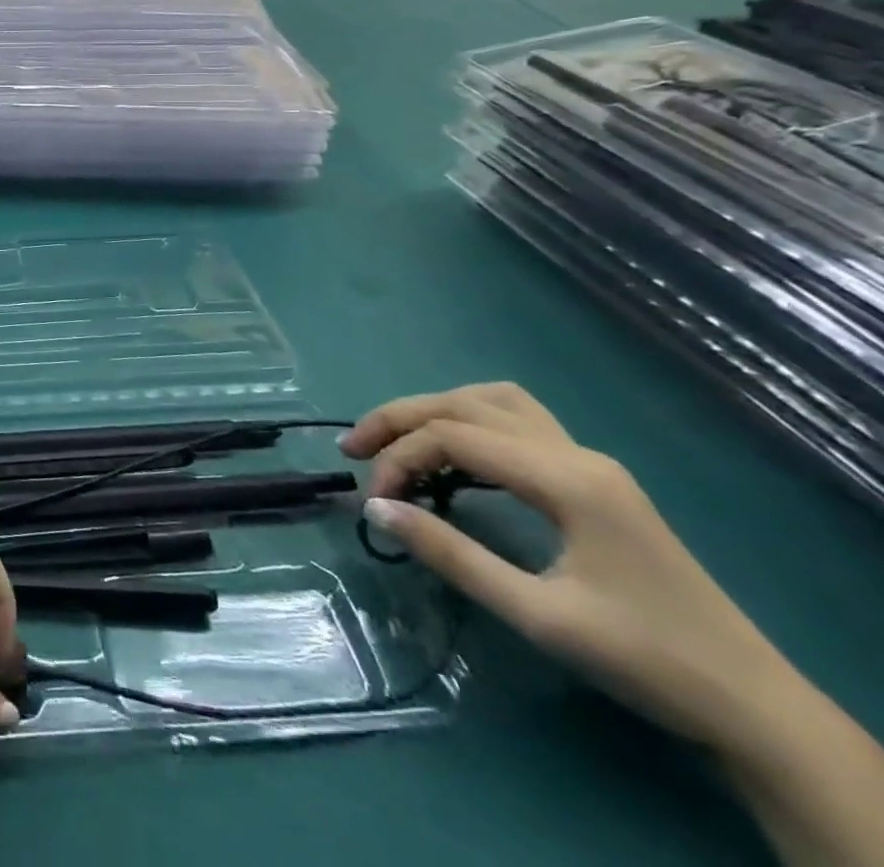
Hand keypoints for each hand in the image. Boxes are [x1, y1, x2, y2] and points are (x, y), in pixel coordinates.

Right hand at [347, 385, 883, 866]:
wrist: (754, 706)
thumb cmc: (644, 660)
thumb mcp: (537, 616)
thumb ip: (450, 554)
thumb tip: (375, 508)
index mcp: (566, 478)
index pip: (454, 436)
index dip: (399, 457)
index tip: (372, 499)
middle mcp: (575, 452)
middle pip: (467, 404)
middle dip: (401, 419)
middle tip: (353, 448)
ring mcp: (589, 461)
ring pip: (494, 402)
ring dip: (436, 412)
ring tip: (396, 442)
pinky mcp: (595, 479)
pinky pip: (518, 423)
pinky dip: (469, 423)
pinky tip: (453, 457)